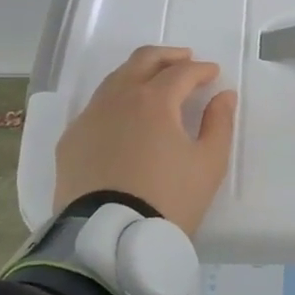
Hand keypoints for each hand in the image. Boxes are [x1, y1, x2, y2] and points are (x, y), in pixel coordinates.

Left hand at [53, 45, 238, 237]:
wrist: (110, 238)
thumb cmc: (169, 199)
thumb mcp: (209, 164)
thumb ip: (219, 123)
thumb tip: (224, 96)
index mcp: (154, 100)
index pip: (181, 72)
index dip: (201, 70)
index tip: (213, 74)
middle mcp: (118, 99)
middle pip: (142, 61)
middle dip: (168, 56)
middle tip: (185, 60)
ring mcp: (89, 118)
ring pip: (115, 80)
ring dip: (139, 74)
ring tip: (155, 84)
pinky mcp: (71, 140)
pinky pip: (96, 108)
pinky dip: (116, 101)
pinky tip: (124, 118)